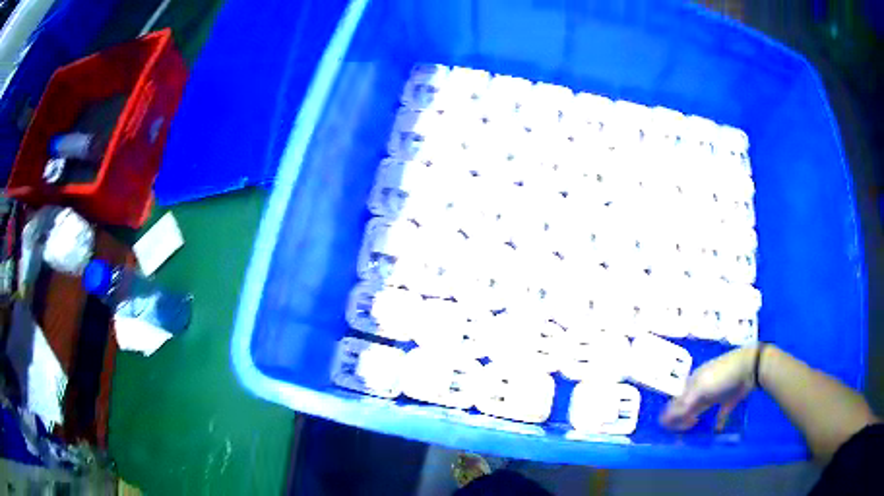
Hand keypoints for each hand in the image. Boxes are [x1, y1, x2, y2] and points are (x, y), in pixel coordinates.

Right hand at [660, 346, 758, 430]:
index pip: (676, 401)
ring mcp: (715, 395)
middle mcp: (701, 389)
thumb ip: (683, 404)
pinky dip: (717, 424)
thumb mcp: (700, 388)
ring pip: (700, 411)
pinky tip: (715, 430)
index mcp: (692, 383)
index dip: (671, 415)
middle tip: (680, 435)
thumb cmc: (722, 375)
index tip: (672, 429)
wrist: (750, 368)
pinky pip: (719, 415)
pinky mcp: (727, 401)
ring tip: (691, 432)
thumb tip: (664, 421)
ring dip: (694, 421)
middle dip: (681, 420)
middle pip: (686, 407)